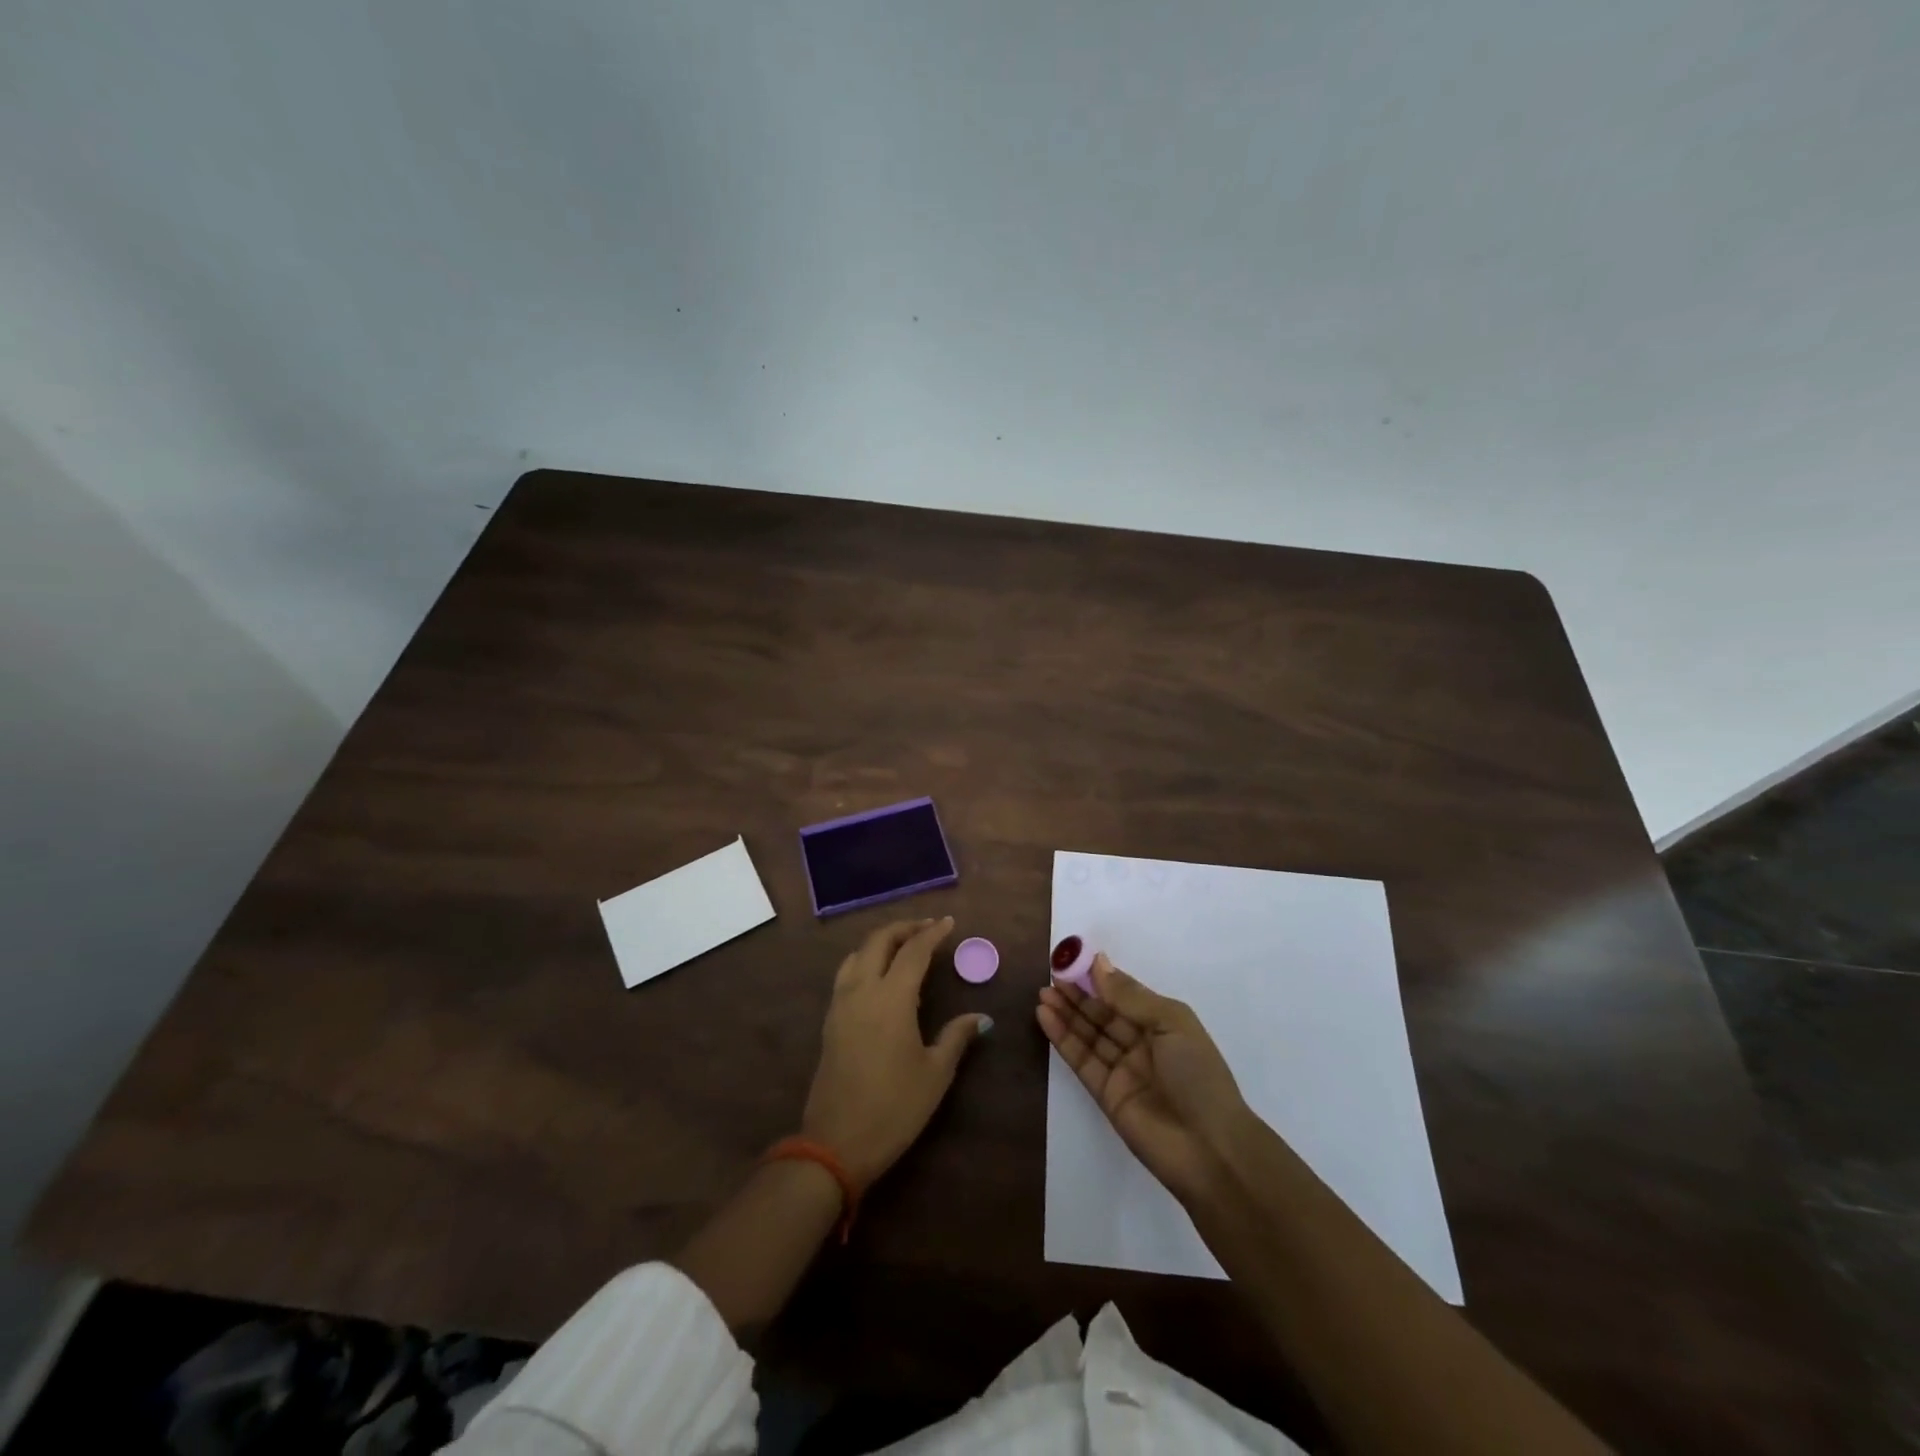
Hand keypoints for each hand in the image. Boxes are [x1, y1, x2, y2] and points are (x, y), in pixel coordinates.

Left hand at [802, 917, 989, 1187]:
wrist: (836, 1143)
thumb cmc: (894, 1108)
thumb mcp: (935, 1073)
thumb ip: (957, 1037)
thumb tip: (981, 1018)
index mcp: (891, 998)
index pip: (914, 950)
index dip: (933, 933)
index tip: (949, 923)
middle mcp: (862, 990)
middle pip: (879, 940)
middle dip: (905, 928)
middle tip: (928, 928)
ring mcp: (840, 1004)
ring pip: (858, 953)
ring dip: (882, 941)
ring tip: (904, 945)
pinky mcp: (830, 1020)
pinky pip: (847, 973)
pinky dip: (866, 959)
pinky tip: (881, 975)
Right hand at [1037, 953, 1250, 1203]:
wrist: (1209, 1149)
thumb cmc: (1197, 1074)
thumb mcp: (1171, 1023)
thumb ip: (1130, 996)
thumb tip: (1099, 963)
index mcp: (1164, 1025)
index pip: (1126, 996)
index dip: (1101, 980)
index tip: (1073, 961)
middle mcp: (1142, 1045)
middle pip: (1104, 1014)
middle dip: (1078, 996)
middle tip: (1051, 976)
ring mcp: (1123, 1070)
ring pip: (1089, 1035)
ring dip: (1066, 1014)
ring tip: (1042, 993)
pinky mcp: (1105, 1094)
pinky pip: (1081, 1059)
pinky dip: (1063, 1038)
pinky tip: (1045, 1017)